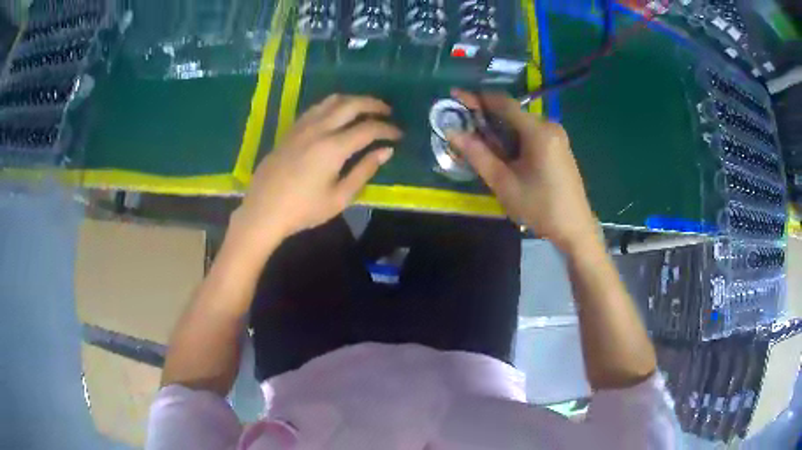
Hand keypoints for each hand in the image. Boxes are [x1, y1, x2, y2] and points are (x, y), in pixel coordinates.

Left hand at [233, 94, 400, 246]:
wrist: (263, 211)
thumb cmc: (303, 210)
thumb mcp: (339, 197)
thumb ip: (364, 171)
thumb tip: (385, 151)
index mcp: (333, 147)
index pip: (368, 129)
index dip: (387, 129)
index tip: (399, 134)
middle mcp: (318, 129)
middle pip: (351, 104)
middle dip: (373, 104)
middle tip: (387, 111)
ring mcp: (302, 127)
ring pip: (331, 101)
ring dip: (352, 100)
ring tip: (365, 108)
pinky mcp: (291, 130)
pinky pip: (316, 108)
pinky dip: (333, 106)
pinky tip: (337, 115)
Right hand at [448, 90, 598, 252]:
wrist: (574, 228)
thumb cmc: (539, 207)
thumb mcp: (503, 183)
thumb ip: (477, 154)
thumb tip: (453, 132)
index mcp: (538, 131)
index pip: (503, 103)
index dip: (477, 97)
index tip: (455, 96)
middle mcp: (550, 126)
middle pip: (512, 113)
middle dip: (487, 116)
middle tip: (464, 127)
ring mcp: (557, 136)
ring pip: (521, 124)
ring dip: (500, 129)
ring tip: (481, 144)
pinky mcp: (559, 146)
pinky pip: (531, 133)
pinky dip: (514, 138)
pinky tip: (504, 153)